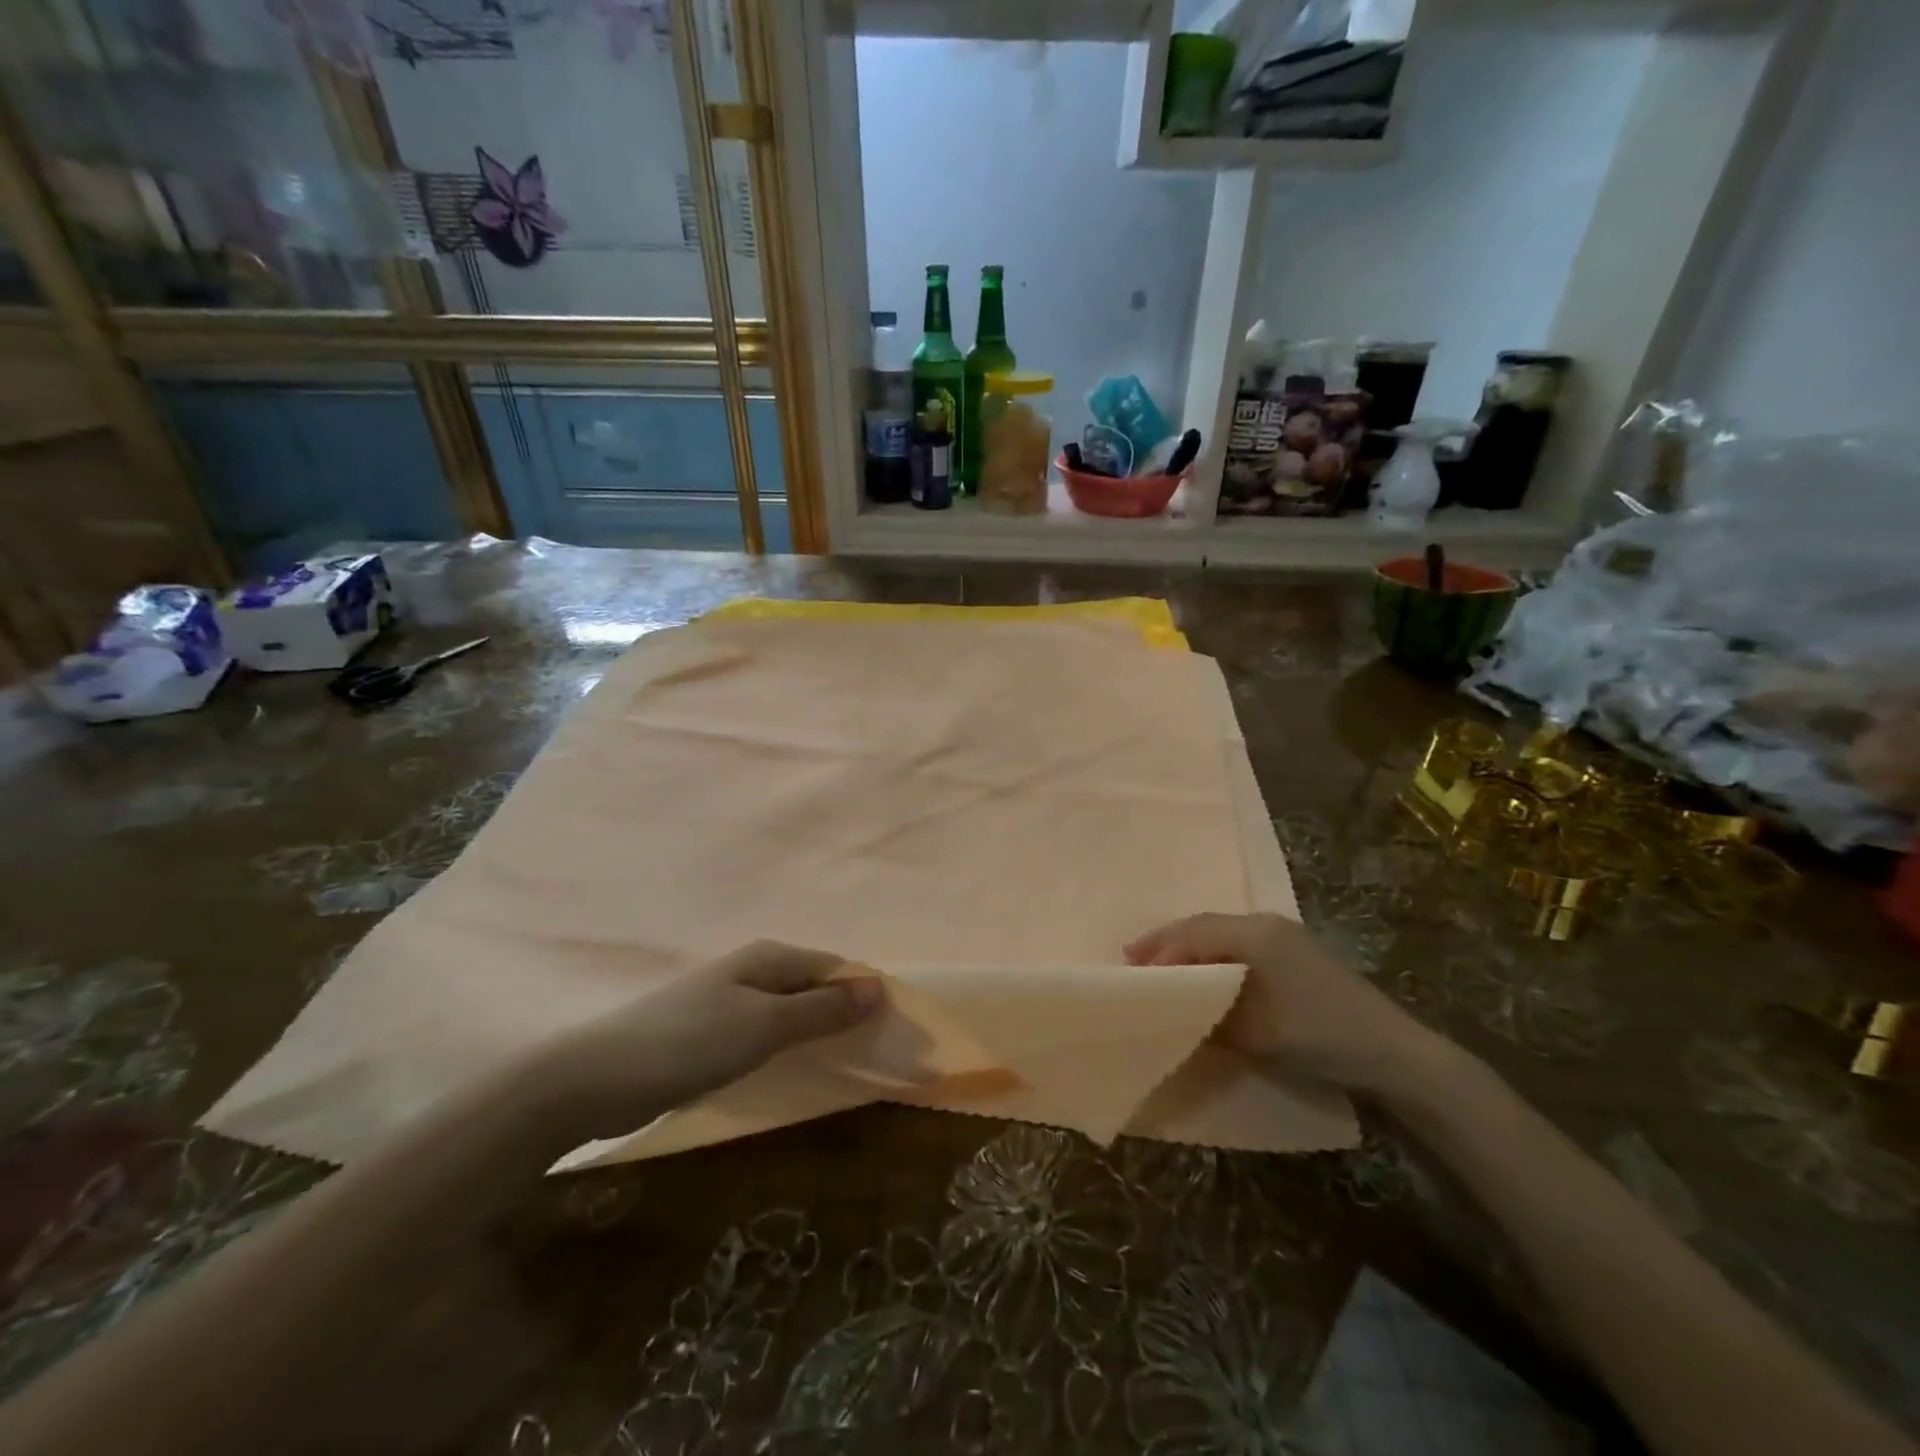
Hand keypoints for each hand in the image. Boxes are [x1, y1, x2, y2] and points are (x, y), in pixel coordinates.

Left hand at [527, 941, 881, 1141]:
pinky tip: (792, 1070)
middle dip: (843, 1013)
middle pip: (812, 986)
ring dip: (815, 1031)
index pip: (834, 967)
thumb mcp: (764, 1026)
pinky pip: (763, 1033)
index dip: (864, 993)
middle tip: (875, 1051)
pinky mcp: (708, 1032)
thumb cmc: (688, 1043)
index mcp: (768, 957)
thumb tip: (878, 988)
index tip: (894, 1029)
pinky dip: (785, 1047)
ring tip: (845, 1062)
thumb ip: (821, 1010)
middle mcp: (750, 970)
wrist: (594, 1079)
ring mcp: (726, 1000)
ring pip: (788, 1011)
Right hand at [1125, 912, 1460, 1097]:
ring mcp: (1285, 935)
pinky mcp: (1297, 952)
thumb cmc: (1318, 1035)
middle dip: (1167, 941)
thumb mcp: (1254, 1032)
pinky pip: (1240, 942)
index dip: (1159, 949)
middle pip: (1203, 924)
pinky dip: (1213, 953)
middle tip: (1134, 958)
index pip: (1192, 933)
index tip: (1130, 969)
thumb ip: (1208, 1015)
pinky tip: (1204, 971)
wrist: (1393, 1052)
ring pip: (1221, 931)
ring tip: (1161, 965)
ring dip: (1189, 946)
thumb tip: (1177, 1010)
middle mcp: (1266, 923)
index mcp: (1254, 934)